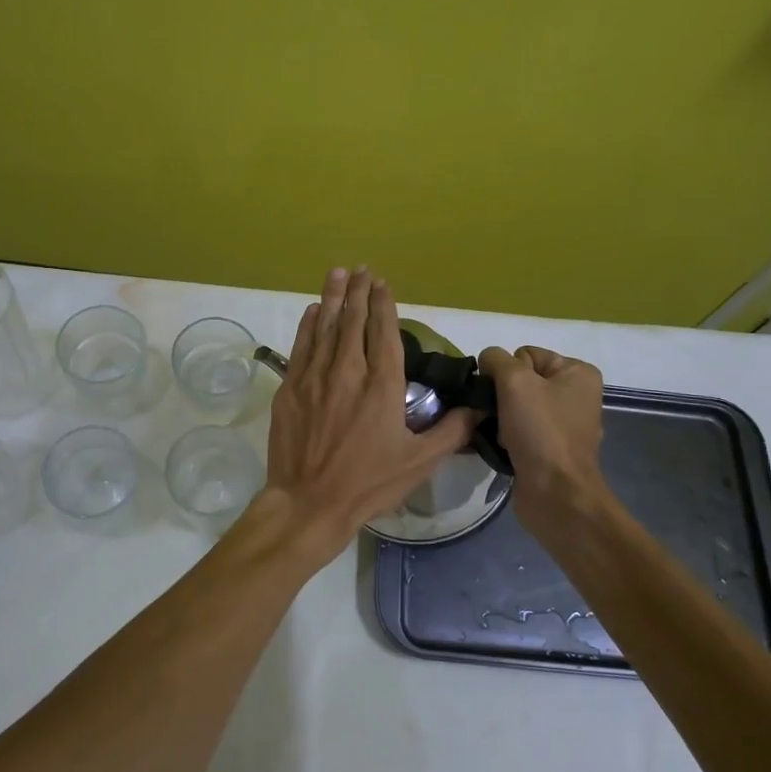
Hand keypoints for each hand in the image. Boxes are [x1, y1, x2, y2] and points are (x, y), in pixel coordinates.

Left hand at [263, 267, 478, 555]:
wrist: (308, 502)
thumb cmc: (368, 484)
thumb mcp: (419, 462)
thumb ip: (451, 431)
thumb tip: (480, 408)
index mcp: (382, 386)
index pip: (384, 333)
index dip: (383, 305)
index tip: (382, 283)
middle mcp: (348, 372)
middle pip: (353, 321)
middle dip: (357, 291)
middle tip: (361, 269)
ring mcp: (314, 378)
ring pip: (325, 327)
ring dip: (332, 297)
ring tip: (337, 273)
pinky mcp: (290, 389)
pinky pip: (301, 347)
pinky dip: (308, 325)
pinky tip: (312, 311)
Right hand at [477, 345, 606, 531]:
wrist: (555, 494)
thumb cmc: (541, 431)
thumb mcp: (515, 381)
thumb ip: (496, 360)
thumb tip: (488, 361)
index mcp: (578, 373)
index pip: (526, 354)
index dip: (508, 371)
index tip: (505, 395)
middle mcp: (575, 395)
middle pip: (521, 380)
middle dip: (501, 396)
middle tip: (495, 415)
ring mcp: (564, 425)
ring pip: (516, 407)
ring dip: (499, 418)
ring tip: (494, 433)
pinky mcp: (550, 450)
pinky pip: (519, 430)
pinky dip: (505, 436)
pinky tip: (500, 447)